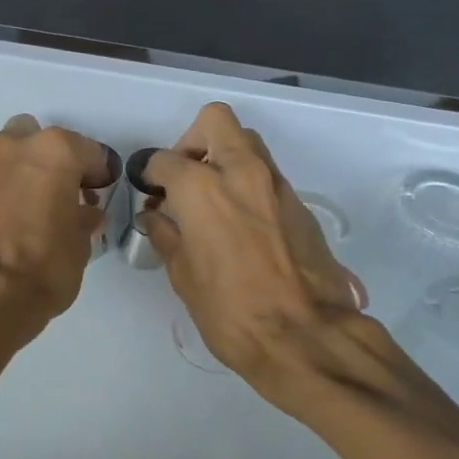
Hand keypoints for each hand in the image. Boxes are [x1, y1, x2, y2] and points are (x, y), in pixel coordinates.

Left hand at [0, 113, 116, 327]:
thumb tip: (82, 213)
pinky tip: (16, 221)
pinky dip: (7, 192)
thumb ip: (83, 218)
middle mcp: (17, 148)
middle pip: (39, 138)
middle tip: (65, 191)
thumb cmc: (46, 265)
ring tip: (38, 207)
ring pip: (12, 156)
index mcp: (55, 150)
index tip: (101, 191)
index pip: (89, 151)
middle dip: (53, 158)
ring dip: (26, 172)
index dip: (99, 173)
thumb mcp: (81, 244)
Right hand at [139, 103, 374, 411]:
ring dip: (224, 157)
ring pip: (246, 142)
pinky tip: (241, 222)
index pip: (165, 159)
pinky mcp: (299, 203)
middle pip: (215, 121)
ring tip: (213, 198)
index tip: (150, 194)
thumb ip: (166, 235)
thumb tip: (156, 216)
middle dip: (193, 140)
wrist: (307, 337)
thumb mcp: (184, 276)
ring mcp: (275, 184)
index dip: (150, 174)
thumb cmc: (232, 311)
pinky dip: (248, 182)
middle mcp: (241, 171)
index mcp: (202, 188)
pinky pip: (266, 174)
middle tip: (185, 176)